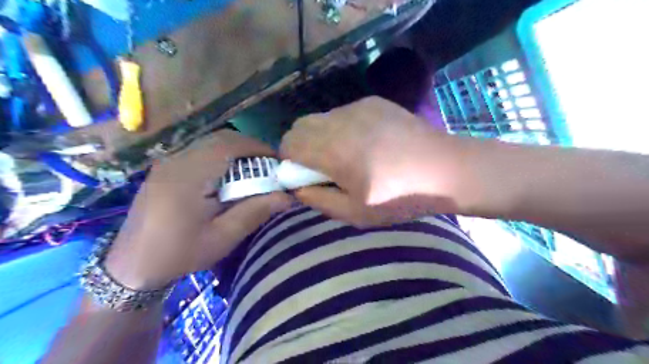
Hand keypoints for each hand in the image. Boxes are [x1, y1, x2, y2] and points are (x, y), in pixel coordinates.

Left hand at [105, 131, 291, 290]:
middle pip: (219, 139)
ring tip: (252, 170)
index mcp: (188, 177)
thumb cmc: (179, 254)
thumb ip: (255, 212)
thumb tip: (288, 196)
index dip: (257, 147)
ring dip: (236, 151)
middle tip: (268, 165)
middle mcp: (176, 161)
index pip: (228, 145)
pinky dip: (221, 156)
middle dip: (249, 147)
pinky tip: (227, 176)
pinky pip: (199, 151)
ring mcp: (167, 162)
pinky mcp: (165, 168)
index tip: (277, 161)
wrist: (132, 265)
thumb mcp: (223, 237)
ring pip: (209, 142)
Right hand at [282, 97, 457, 226]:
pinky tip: (366, 142)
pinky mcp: (373, 102)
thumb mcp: (356, 213)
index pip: (289, 144)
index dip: (288, 161)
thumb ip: (318, 200)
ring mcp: (358, 107)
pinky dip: (341, 128)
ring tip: (347, 155)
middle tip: (322, 167)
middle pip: (299, 126)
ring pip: (320, 118)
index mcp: (334, 151)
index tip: (304, 176)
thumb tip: (296, 187)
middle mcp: (341, 121)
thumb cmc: (401, 198)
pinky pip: (342, 113)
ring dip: (321, 137)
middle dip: (301, 148)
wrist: (445, 169)